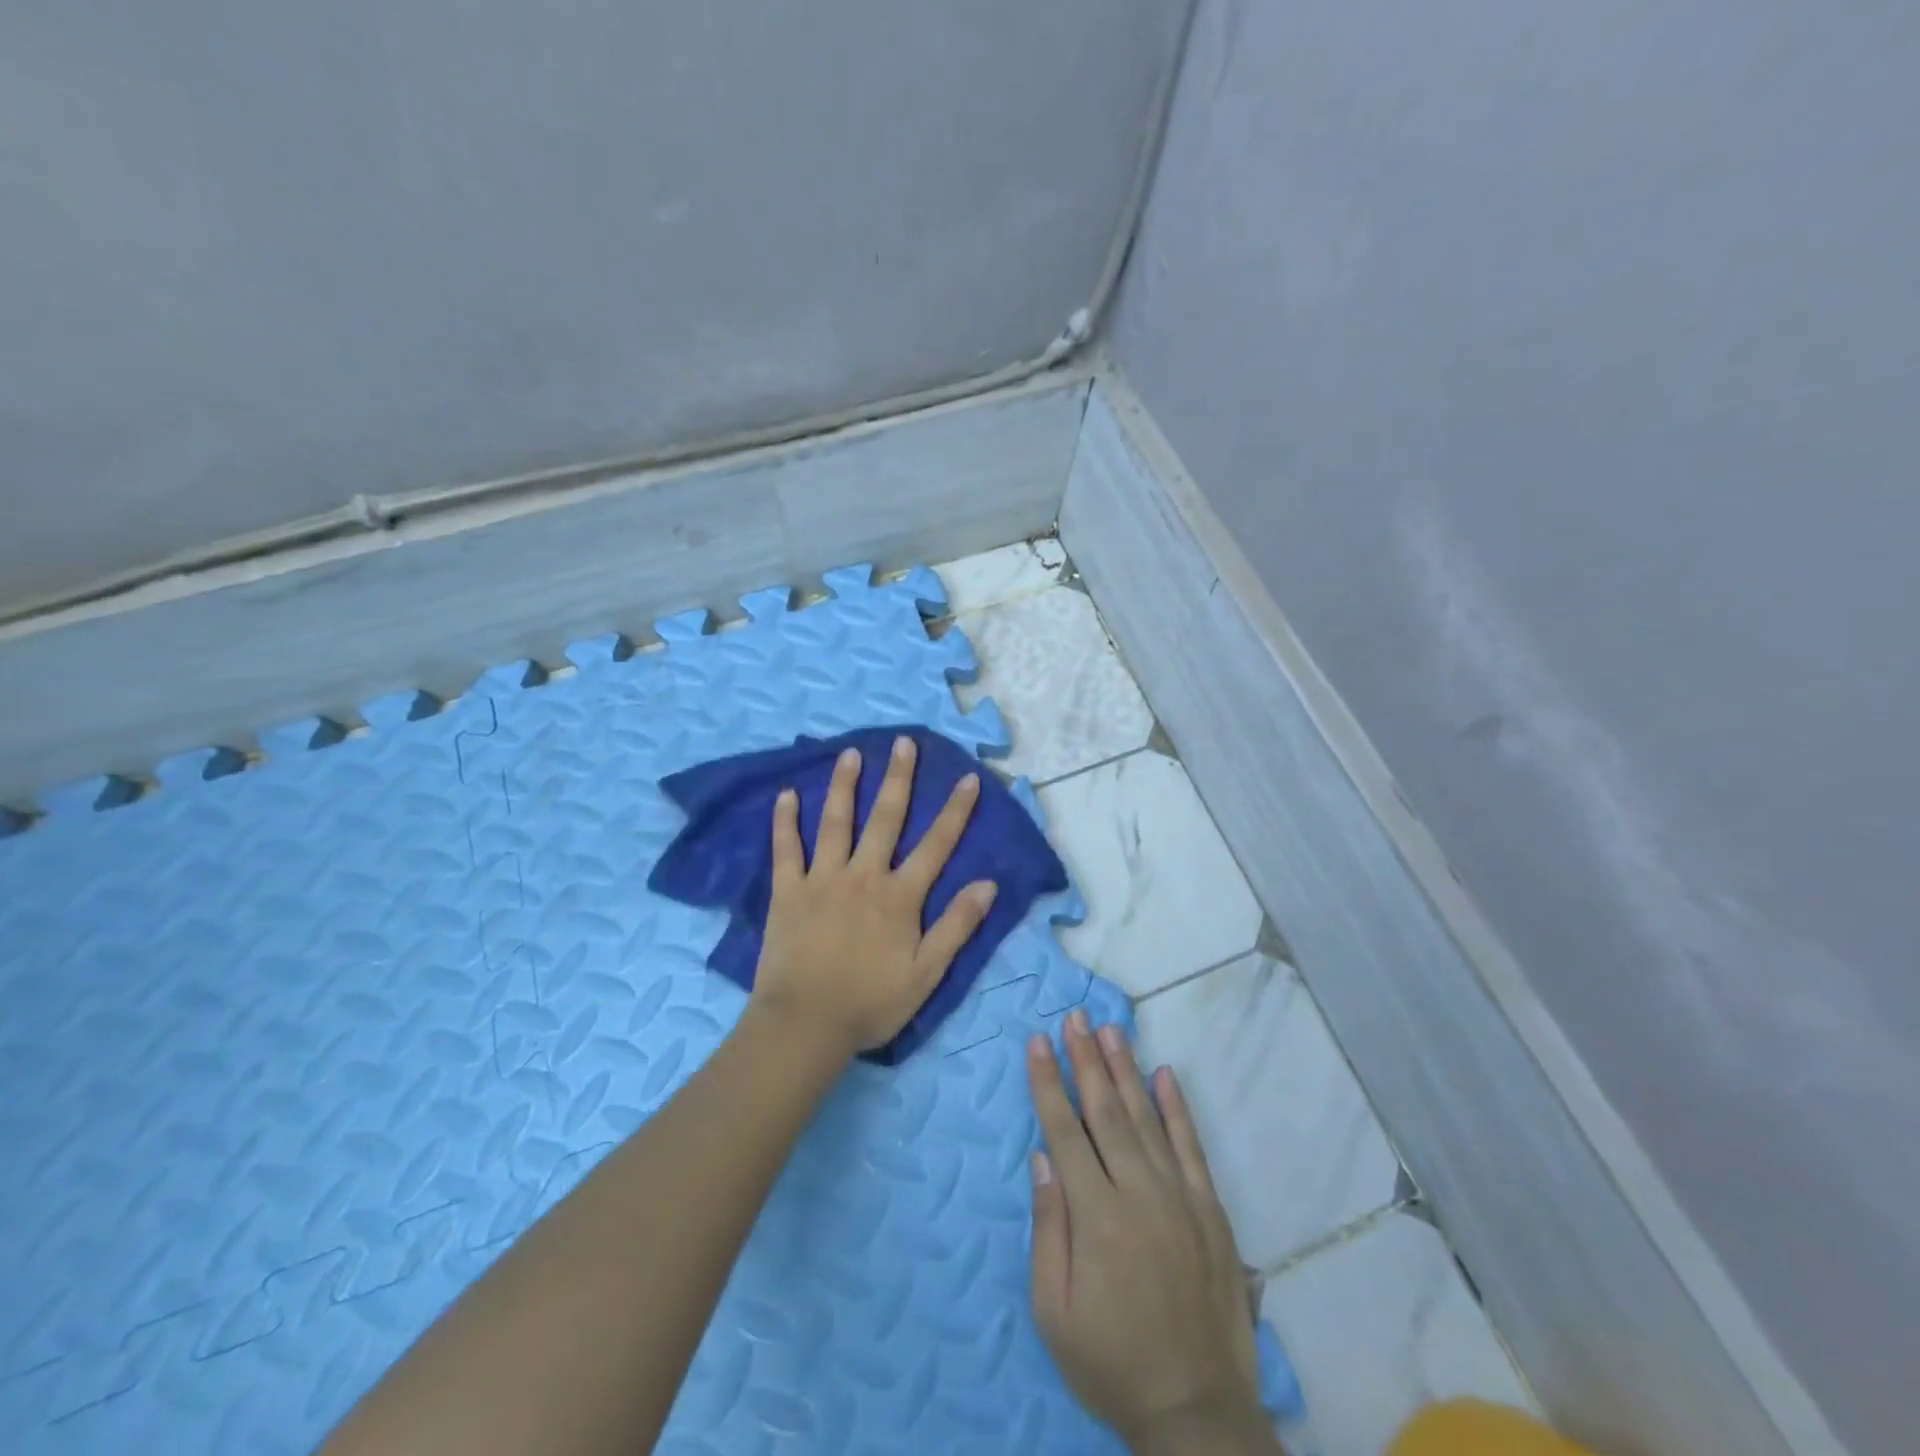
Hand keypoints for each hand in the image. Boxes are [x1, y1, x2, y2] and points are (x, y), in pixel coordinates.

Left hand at [750, 736, 997, 1057]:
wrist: (805, 1025)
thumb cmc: (870, 1003)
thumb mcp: (927, 973)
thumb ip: (957, 926)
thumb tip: (988, 884)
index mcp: (899, 896)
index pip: (936, 845)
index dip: (955, 811)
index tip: (967, 778)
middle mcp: (863, 876)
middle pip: (886, 819)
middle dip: (899, 778)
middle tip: (903, 742)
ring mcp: (822, 879)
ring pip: (836, 822)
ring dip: (845, 785)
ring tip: (851, 753)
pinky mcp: (787, 891)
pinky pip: (786, 849)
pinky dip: (785, 821)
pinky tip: (786, 795)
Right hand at [1029, 1012, 1272, 1452]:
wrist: (1196, 1411)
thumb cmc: (1111, 1361)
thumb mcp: (1054, 1311)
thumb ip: (1048, 1227)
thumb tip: (1041, 1157)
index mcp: (1095, 1216)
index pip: (1064, 1130)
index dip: (1048, 1083)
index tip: (1039, 1041)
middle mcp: (1138, 1193)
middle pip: (1105, 1111)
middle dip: (1086, 1059)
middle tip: (1075, 1017)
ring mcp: (1179, 1197)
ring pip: (1146, 1118)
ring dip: (1126, 1070)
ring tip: (1110, 1030)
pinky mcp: (1210, 1210)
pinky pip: (1191, 1147)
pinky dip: (1178, 1109)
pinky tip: (1166, 1075)